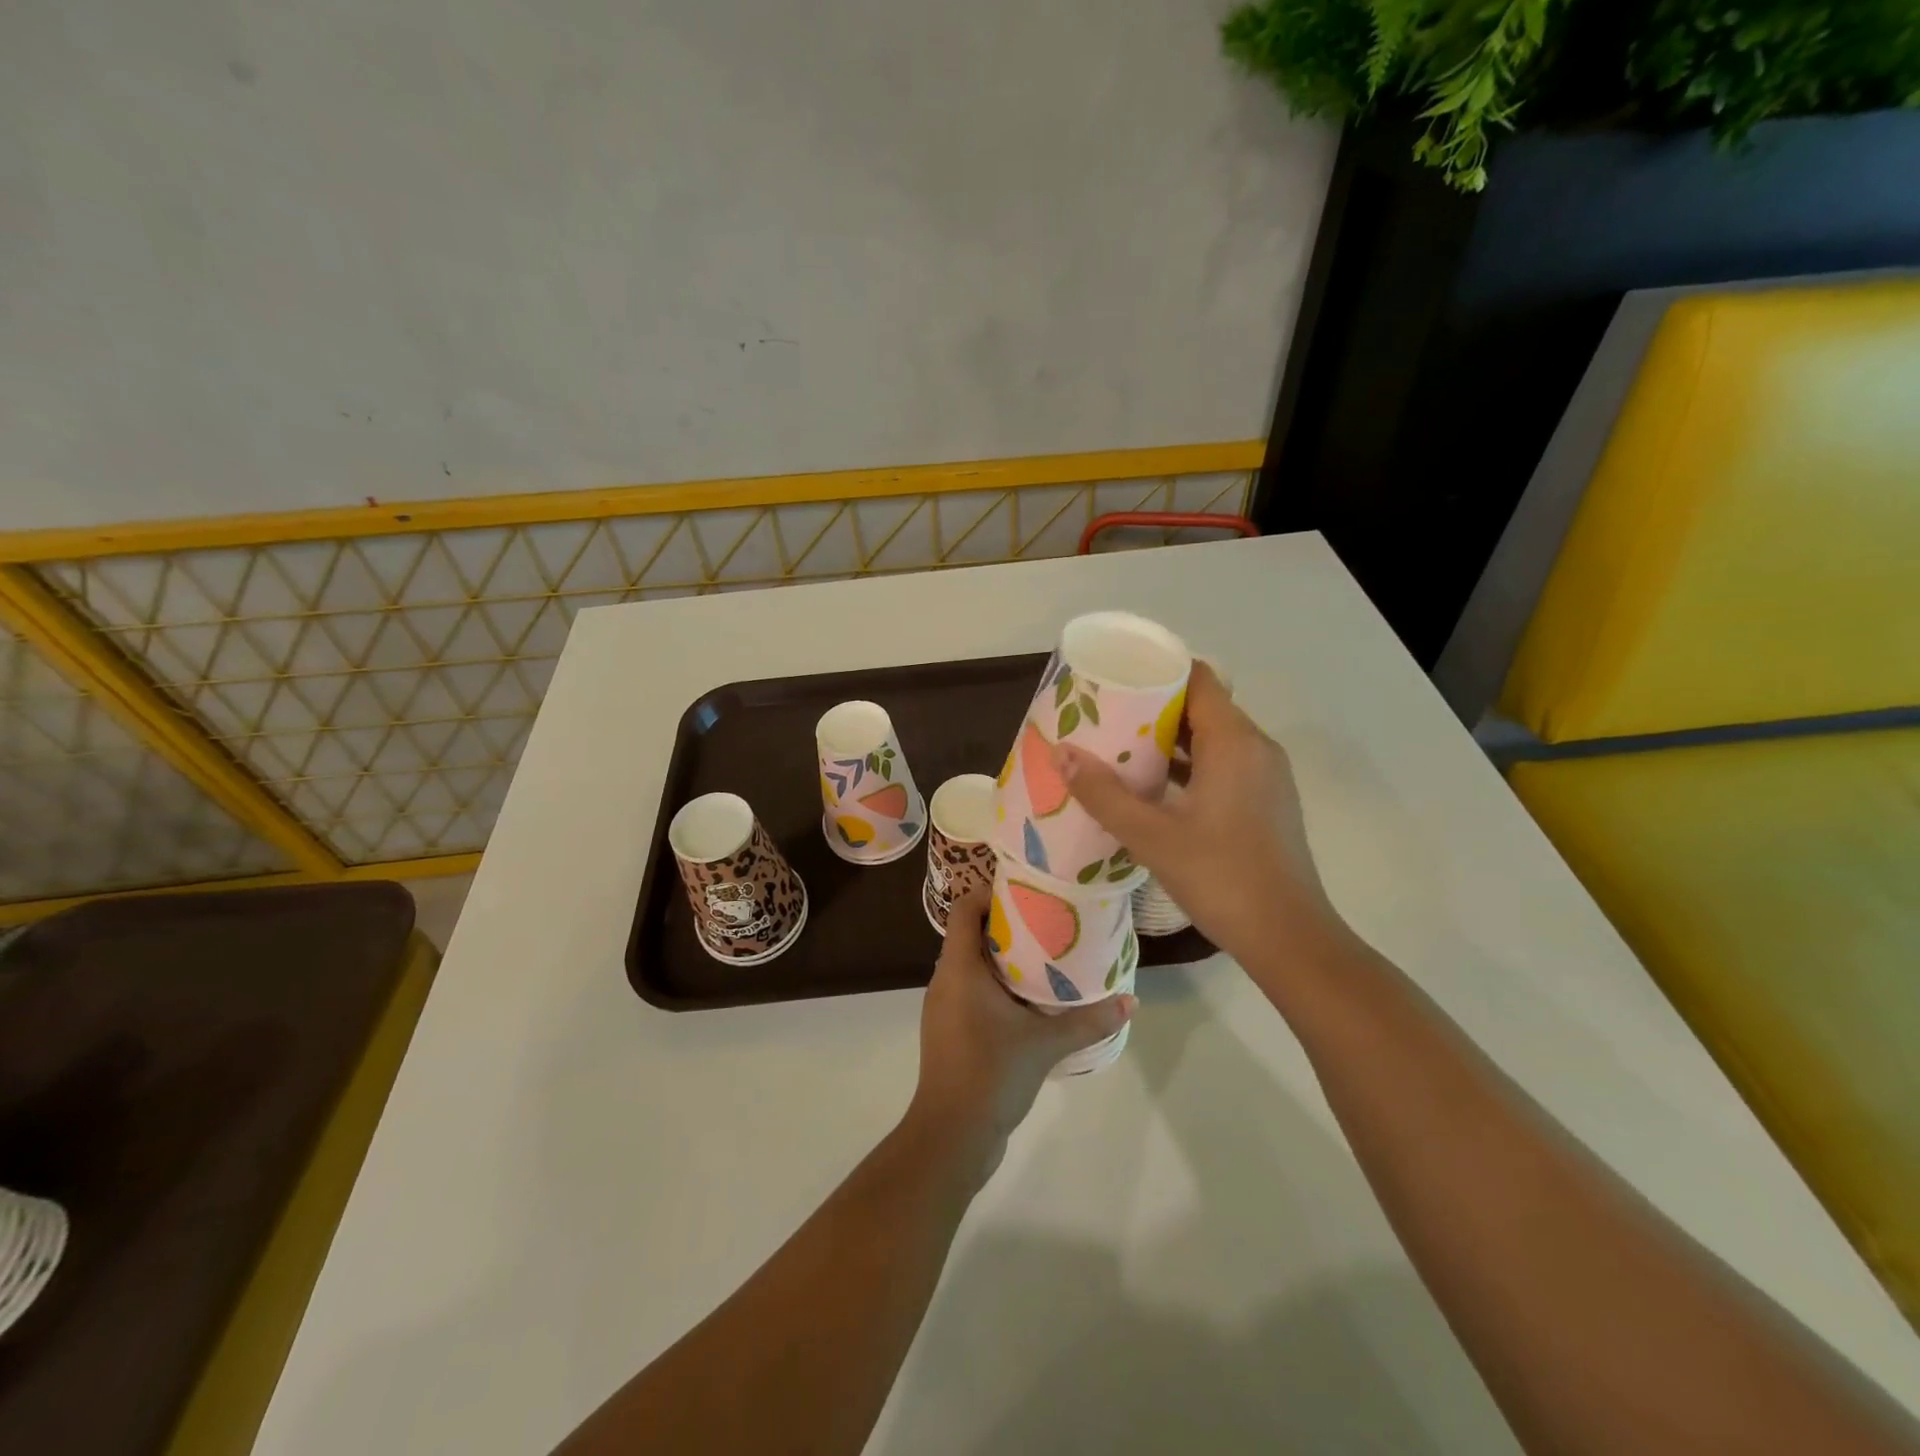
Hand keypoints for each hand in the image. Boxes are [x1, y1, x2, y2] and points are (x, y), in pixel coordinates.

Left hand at [909, 887, 1133, 1183]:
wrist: (951, 1136)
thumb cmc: (991, 1073)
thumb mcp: (1045, 1043)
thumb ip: (1088, 1021)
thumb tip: (1130, 1001)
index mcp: (959, 968)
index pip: (964, 909)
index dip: (989, 893)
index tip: (1027, 892)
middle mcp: (945, 980)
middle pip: (970, 934)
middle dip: (1006, 924)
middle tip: (1048, 921)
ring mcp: (944, 1008)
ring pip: (972, 965)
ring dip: (1003, 958)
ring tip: (1046, 956)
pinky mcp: (950, 1032)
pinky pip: (972, 992)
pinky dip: (997, 986)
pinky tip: (1031, 1001)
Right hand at [1055, 662, 1350, 973]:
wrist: (1289, 939)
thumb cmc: (1222, 878)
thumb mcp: (1152, 837)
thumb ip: (1104, 794)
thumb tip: (1061, 753)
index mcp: (1235, 742)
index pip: (1197, 679)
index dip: (1156, 671)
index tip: (1114, 677)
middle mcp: (1256, 748)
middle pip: (1202, 706)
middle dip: (1153, 707)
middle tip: (1103, 714)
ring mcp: (1265, 777)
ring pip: (1212, 738)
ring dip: (1169, 740)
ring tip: (1118, 747)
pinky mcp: (1264, 802)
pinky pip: (1222, 764)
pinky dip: (1188, 766)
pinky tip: (1151, 787)